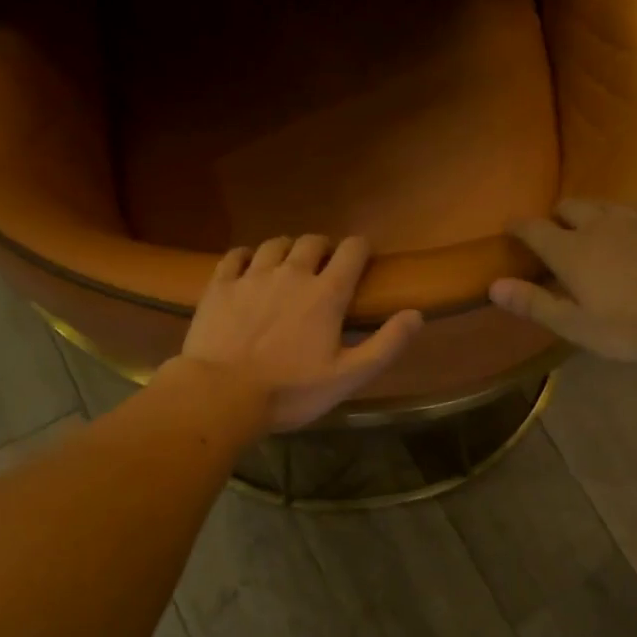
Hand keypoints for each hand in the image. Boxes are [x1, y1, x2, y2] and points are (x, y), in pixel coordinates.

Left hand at [180, 235, 422, 430]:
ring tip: (288, 265)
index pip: (352, 251)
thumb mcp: (348, 377)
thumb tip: (416, 314)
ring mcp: (252, 276)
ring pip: (275, 244)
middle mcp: (291, 273)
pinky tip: (249, 268)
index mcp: (326, 294)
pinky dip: (248, 256)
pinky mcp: (220, 285)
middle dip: (324, 247)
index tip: (362, 259)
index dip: (361, 249)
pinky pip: (236, 255)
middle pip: (312, 241)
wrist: (222, 395)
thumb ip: (386, 344)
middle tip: (325, 266)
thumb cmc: (291, 390)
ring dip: (288, 249)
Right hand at [490, 200, 636, 361]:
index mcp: (571, 250)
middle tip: (556, 231)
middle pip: (571, 206)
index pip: (534, 229)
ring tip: (592, 228)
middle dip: (557, 215)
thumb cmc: (631, 327)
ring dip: (592, 212)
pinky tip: (634, 234)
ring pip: (605, 204)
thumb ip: (534, 304)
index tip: (510, 228)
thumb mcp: (576, 326)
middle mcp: (600, 225)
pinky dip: (625, 219)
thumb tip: (493, 286)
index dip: (519, 226)